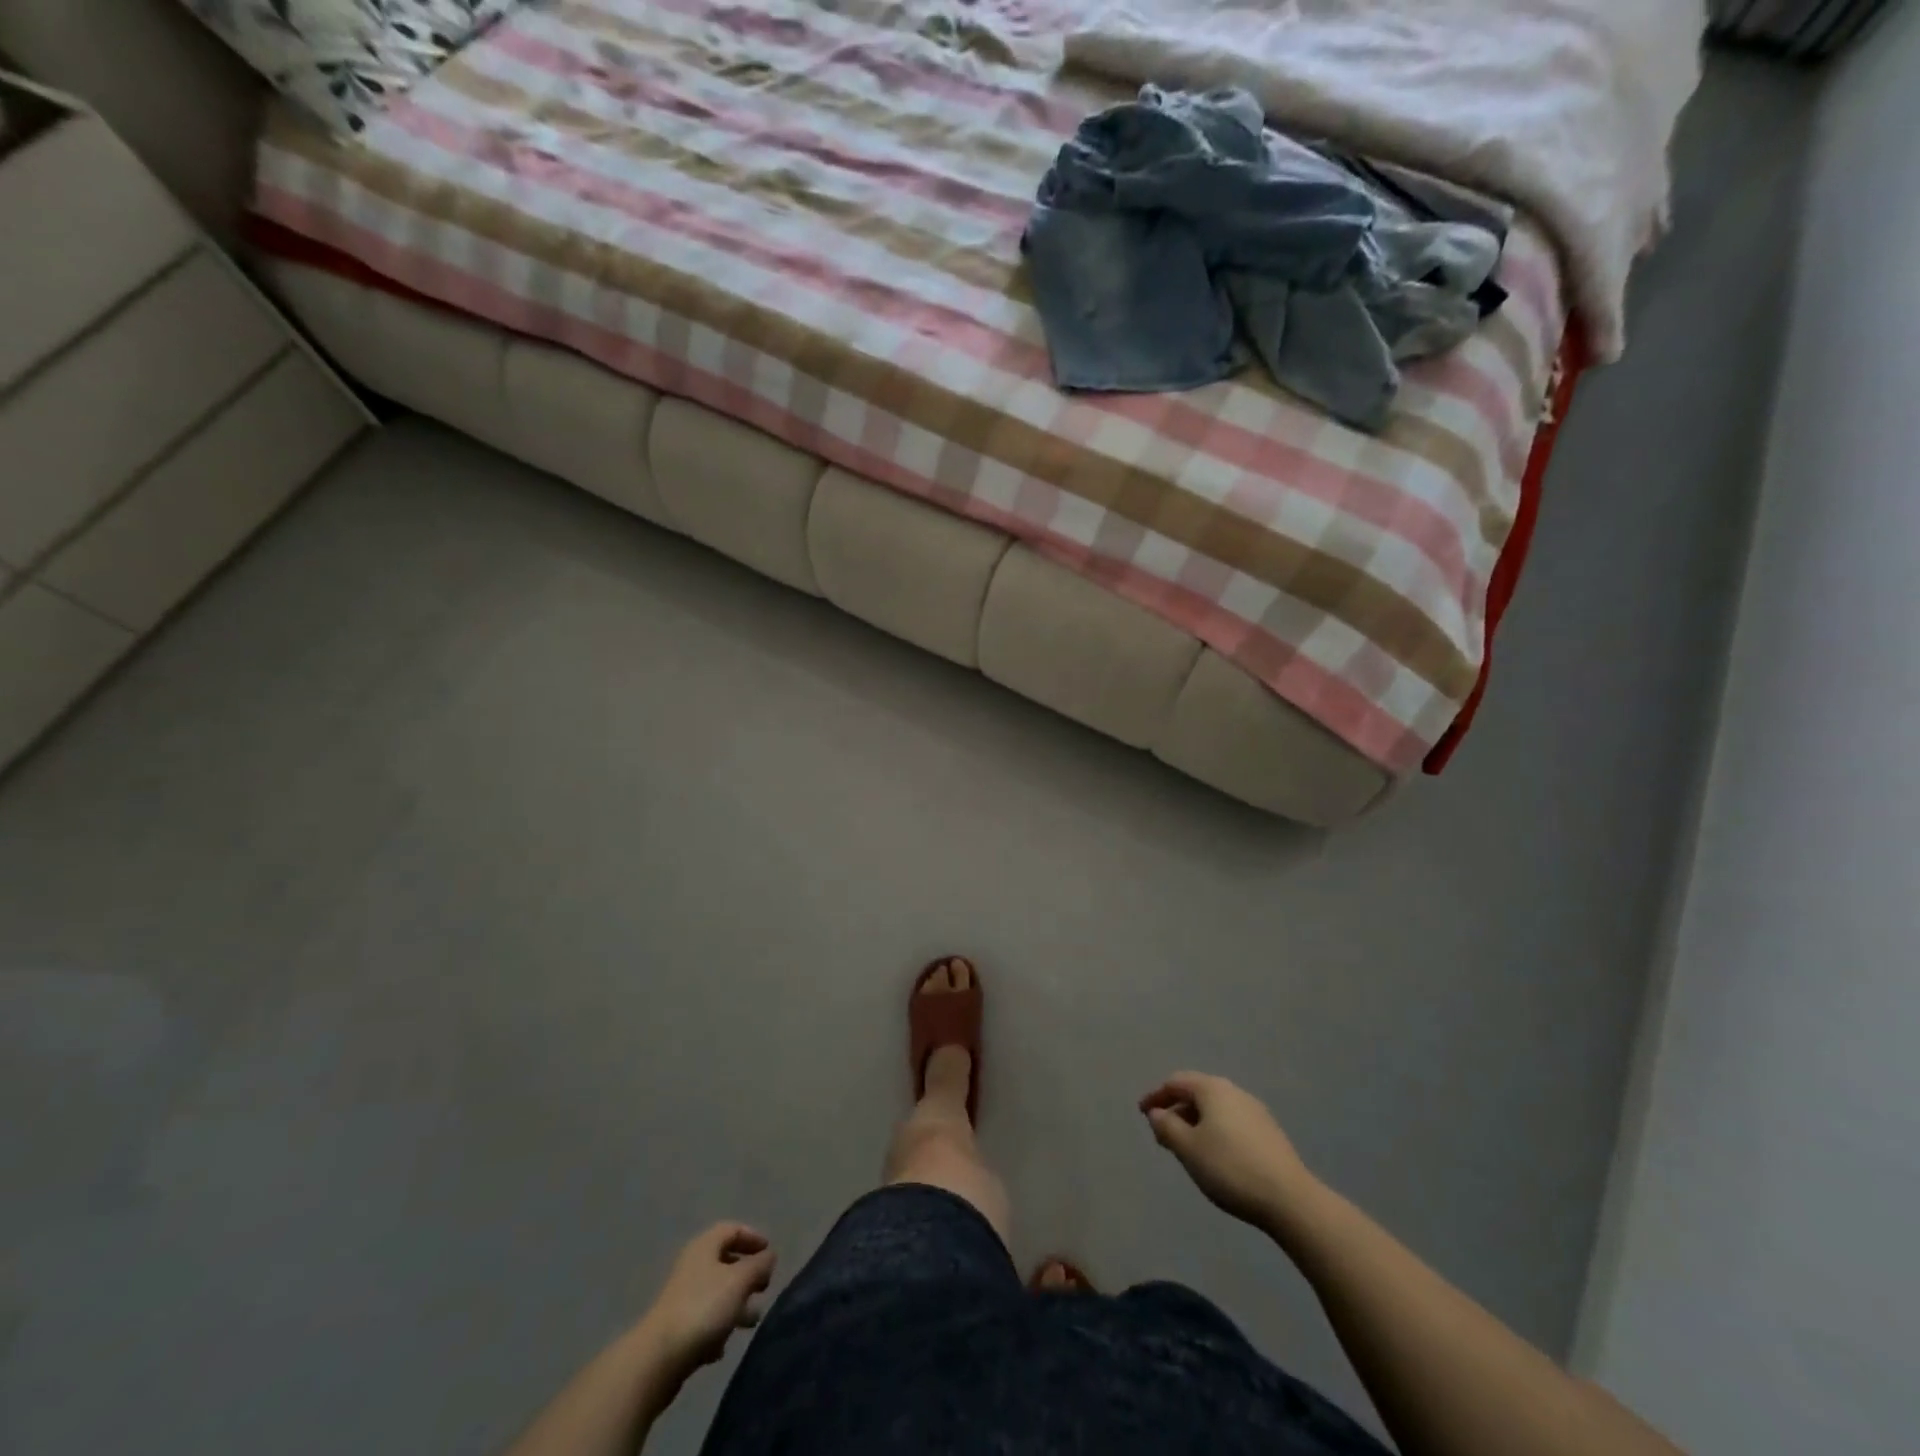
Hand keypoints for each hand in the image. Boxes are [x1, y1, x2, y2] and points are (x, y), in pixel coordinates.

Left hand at [637, 1224, 776, 1385]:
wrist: (658, 1359)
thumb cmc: (703, 1308)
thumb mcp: (740, 1281)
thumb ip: (759, 1265)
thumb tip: (770, 1255)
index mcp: (705, 1247)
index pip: (732, 1229)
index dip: (753, 1237)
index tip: (770, 1252)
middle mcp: (692, 1266)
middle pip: (725, 1262)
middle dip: (748, 1274)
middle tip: (764, 1287)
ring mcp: (682, 1298)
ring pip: (717, 1293)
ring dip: (737, 1304)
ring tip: (752, 1320)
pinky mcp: (677, 1328)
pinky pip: (704, 1320)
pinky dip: (718, 1327)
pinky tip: (724, 1346)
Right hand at [1140, 1072, 1318, 1229]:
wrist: (1290, 1200)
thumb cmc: (1230, 1168)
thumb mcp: (1188, 1149)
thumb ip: (1167, 1126)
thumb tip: (1157, 1113)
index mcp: (1212, 1089)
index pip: (1176, 1082)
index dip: (1155, 1096)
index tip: (1142, 1113)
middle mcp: (1234, 1091)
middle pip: (1197, 1093)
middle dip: (1176, 1110)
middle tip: (1162, 1133)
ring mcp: (1255, 1111)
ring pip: (1215, 1109)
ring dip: (1195, 1122)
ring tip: (1186, 1147)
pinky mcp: (1269, 1132)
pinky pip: (1231, 1122)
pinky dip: (1214, 1131)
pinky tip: (1215, 1155)